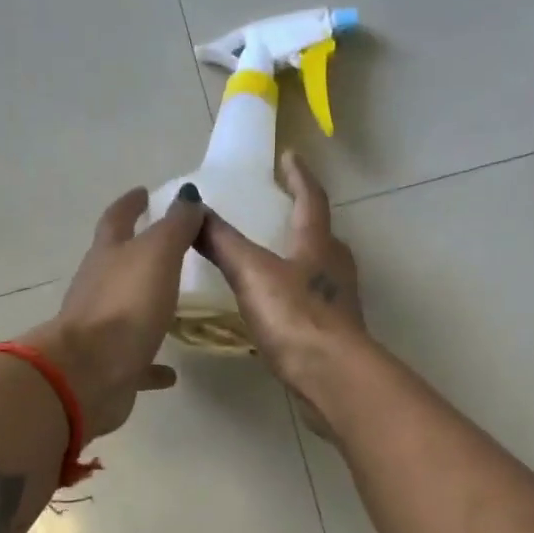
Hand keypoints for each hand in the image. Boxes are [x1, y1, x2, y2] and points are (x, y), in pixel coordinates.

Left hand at [23, 183, 205, 438]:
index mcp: (107, 255)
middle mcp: (98, 288)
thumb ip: (175, 226)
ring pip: (126, 311)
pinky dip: (152, 363)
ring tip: (172, 306)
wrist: (89, 373)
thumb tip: (187, 195)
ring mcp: (101, 329)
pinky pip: (136, 361)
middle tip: (165, 247)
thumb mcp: (157, 255)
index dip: (131, 204)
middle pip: (116, 263)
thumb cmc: (125, 305)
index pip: (117, 219)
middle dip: (136, 252)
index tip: (143, 192)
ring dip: (145, 306)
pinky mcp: (111, 366)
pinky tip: (171, 372)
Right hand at [195, 153, 367, 434]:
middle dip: (301, 217)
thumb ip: (223, 242)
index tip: (289, 156)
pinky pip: (312, 300)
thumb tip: (194, 206)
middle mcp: (335, 266)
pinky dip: (295, 293)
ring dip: (300, 257)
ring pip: (319, 267)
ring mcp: (339, 300)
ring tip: (272, 257)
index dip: (298, 175)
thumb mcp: (252, 274)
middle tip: (279, 209)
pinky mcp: (335, 331)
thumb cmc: (296, 317)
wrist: (333, 376)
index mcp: (319, 243)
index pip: (311, 198)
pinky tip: (277, 307)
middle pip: (321, 232)